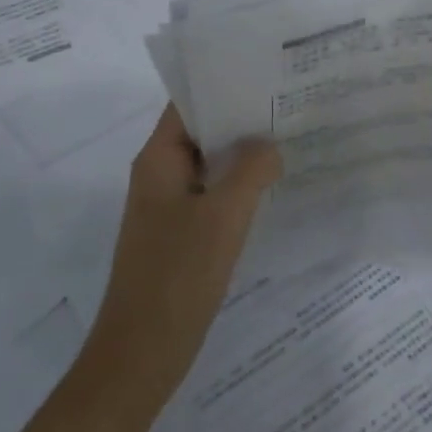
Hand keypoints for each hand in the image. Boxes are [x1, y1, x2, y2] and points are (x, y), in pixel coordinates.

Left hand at [0, 108, 278, 431]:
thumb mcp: (222, 217)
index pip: (189, 103)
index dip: (224, 85)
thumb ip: (250, 170)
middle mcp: (159, 176)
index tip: (266, 75)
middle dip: (242, 119)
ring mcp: (168, 208)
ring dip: (243, 156)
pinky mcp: (180, 237)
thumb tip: (269, 145)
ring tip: (291, 141)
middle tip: (291, 106)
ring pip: (210, 167)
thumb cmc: (177, 277)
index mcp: (157, 160)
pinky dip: (239, 189)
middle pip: (202, 132)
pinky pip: (212, 198)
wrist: (139, 356)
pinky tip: (273, 190)